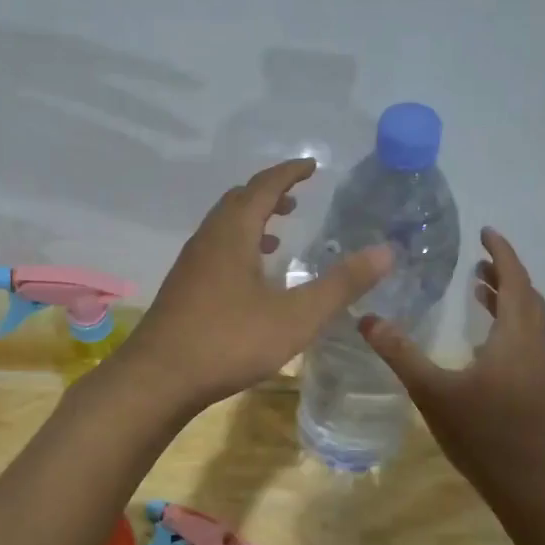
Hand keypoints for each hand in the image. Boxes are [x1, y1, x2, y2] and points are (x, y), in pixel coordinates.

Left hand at [119, 158, 392, 410]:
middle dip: (268, 194)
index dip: (289, 173)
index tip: (311, 166)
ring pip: (222, 228)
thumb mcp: (296, 316)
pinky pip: (214, 251)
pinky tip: (250, 279)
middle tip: (297, 198)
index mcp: (232, 233)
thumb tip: (386, 251)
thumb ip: (341, 284)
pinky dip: (238, 247)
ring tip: (279, 234)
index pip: (263, 186)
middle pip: (238, 201)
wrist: (158, 378)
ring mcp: (190, 265)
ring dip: (251, 222)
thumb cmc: (229, 341)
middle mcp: (207, 239)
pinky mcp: (182, 289)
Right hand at [360, 228, 544, 519]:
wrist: (528, 485)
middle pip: (527, 297)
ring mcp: (535, 369)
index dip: (503, 253)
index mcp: (514, 339)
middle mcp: (531, 347)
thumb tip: (367, 319)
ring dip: (507, 297)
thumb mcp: (433, 392)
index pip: (515, 282)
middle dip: (505, 272)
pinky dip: (506, 321)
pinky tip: (480, 339)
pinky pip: (522, 338)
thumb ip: (400, 354)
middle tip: (478, 257)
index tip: (487, 231)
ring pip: (527, 319)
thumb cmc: (483, 434)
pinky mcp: (532, 388)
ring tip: (478, 286)